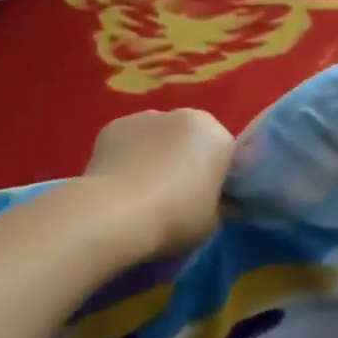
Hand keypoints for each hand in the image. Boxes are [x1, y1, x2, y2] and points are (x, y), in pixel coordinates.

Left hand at [83, 109, 234, 259]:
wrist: (115, 213)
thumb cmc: (175, 217)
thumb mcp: (212, 222)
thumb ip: (220, 205)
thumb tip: (222, 202)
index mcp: (215, 135)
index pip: (224, 154)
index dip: (217, 178)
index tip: (207, 201)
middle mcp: (183, 115)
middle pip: (190, 138)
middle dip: (185, 159)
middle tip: (175, 196)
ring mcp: (145, 116)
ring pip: (158, 136)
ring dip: (155, 154)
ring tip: (142, 191)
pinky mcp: (113, 125)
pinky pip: (129, 141)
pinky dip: (127, 156)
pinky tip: (119, 184)